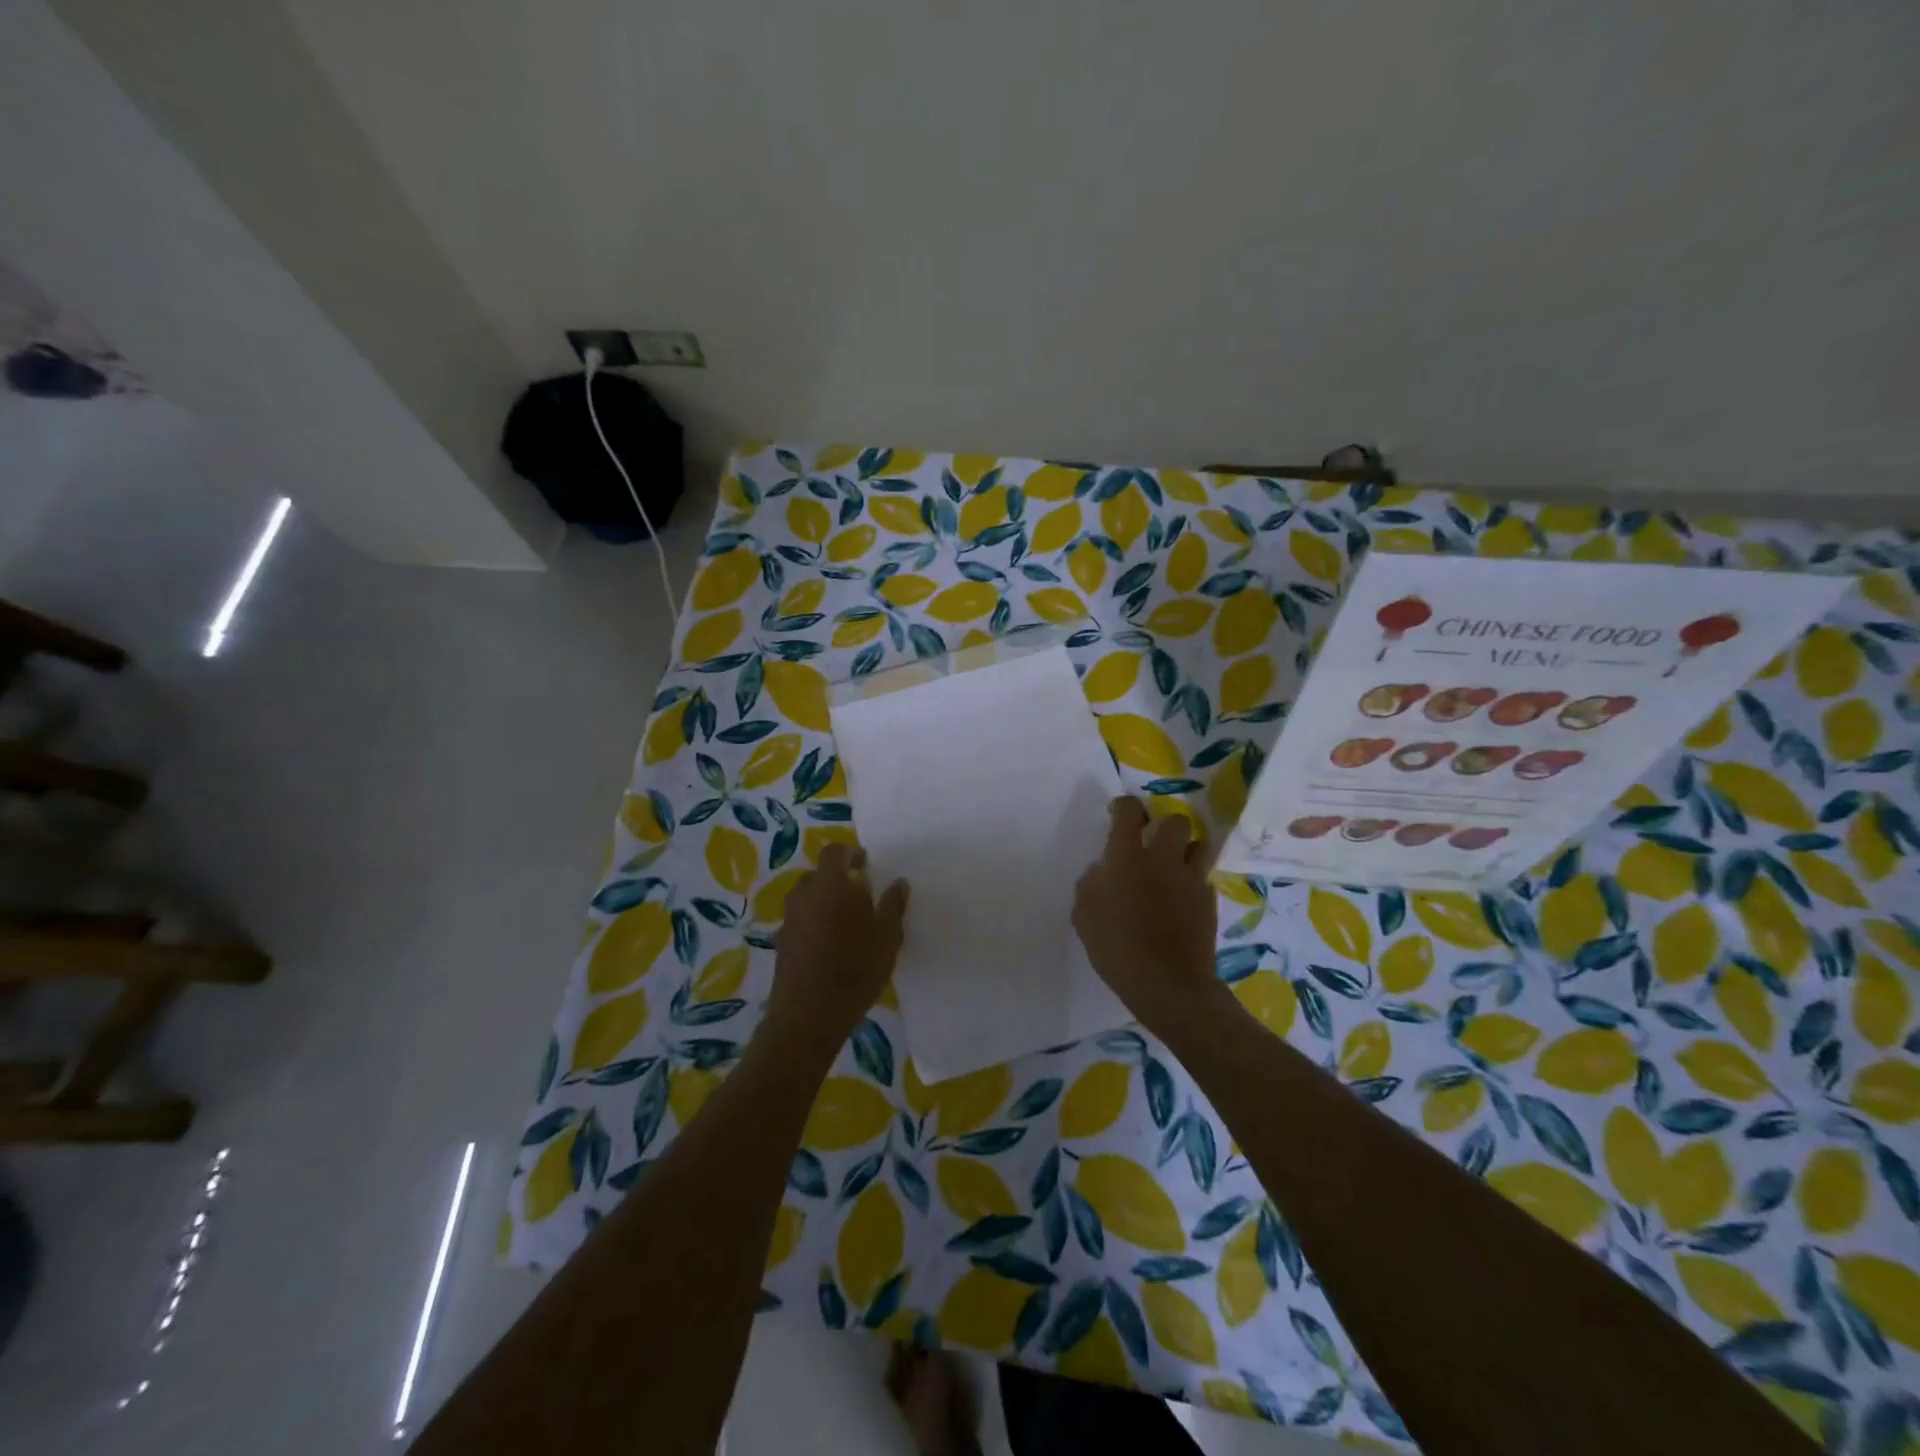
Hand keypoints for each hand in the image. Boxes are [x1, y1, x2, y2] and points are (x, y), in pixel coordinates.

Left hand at [766, 844, 908, 1051]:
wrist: (808, 1016)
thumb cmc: (855, 968)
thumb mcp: (887, 936)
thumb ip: (893, 905)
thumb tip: (898, 882)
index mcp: (829, 884)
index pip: (835, 852)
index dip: (850, 853)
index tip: (866, 864)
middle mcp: (803, 895)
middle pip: (819, 876)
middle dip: (838, 881)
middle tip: (861, 897)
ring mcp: (788, 920)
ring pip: (808, 899)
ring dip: (825, 903)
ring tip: (848, 924)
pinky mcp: (781, 944)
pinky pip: (800, 922)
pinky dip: (814, 925)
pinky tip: (831, 947)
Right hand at [1073, 798, 1220, 1030]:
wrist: (1168, 984)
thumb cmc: (1116, 948)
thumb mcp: (1084, 915)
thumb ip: (1091, 884)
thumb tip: (1103, 871)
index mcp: (1127, 857)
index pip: (1129, 812)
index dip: (1123, 806)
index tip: (1118, 813)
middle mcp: (1162, 859)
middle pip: (1175, 821)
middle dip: (1163, 825)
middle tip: (1150, 842)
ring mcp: (1190, 880)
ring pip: (1200, 845)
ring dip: (1186, 850)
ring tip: (1173, 866)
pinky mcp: (1208, 901)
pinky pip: (1203, 879)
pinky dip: (1193, 882)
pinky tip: (1181, 900)